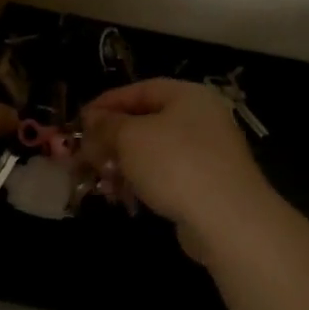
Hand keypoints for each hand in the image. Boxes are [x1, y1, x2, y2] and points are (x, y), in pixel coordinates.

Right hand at [83, 78, 270, 236]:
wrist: (228, 219)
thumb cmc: (175, 164)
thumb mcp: (130, 137)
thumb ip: (107, 125)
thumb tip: (92, 119)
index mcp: (188, 96)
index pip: (140, 90)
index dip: (107, 104)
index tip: (80, 121)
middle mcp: (202, 118)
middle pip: (146, 122)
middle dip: (112, 139)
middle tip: (86, 156)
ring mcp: (208, 153)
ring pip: (154, 152)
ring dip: (124, 164)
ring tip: (102, 182)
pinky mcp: (208, 185)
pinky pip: (167, 175)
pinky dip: (143, 182)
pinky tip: (125, 198)